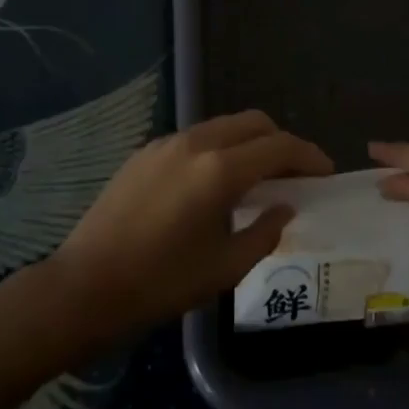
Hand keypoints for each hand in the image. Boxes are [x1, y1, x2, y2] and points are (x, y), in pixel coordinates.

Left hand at [49, 110, 331, 339]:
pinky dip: (219, 148)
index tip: (325, 173)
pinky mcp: (145, 152)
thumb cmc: (160, 284)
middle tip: (294, 173)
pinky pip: (196, 138)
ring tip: (257, 178)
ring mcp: (166, 143)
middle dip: (281, 141)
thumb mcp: (224, 268)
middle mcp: (196, 143)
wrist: (84, 286)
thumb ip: (264, 231)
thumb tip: (284, 206)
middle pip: (253, 122)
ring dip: (249, 143)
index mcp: (220, 170)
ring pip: (223, 126)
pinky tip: (214, 183)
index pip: (279, 146)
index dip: (309, 156)